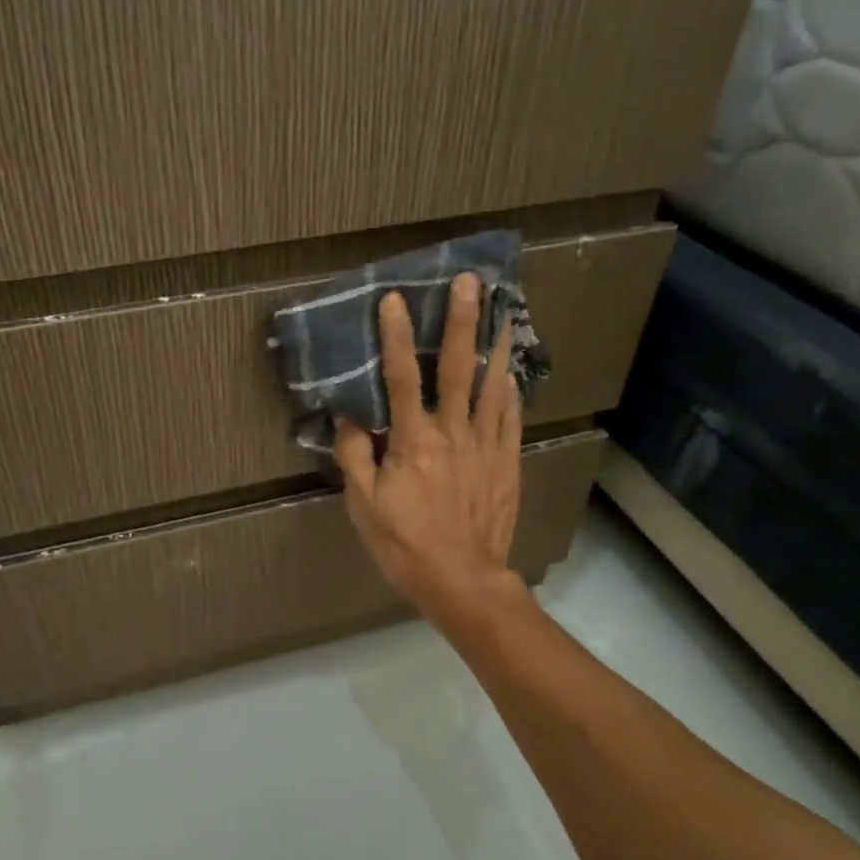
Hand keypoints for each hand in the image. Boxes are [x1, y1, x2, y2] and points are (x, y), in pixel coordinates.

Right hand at [333, 273, 522, 628]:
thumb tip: (349, 417)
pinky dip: (510, 390)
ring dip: (494, 345)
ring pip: (491, 386)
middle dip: (461, 322)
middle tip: (471, 282)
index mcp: (413, 441)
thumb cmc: (404, 543)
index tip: (394, 299)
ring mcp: (485, 446)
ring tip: (504, 311)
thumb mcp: (363, 505)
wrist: (461, 577)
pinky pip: (510, 418)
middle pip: (455, 368)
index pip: (401, 378)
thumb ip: (355, 456)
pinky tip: (510, 370)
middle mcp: (452, 433)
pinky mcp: (506, 462)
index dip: (395, 336)